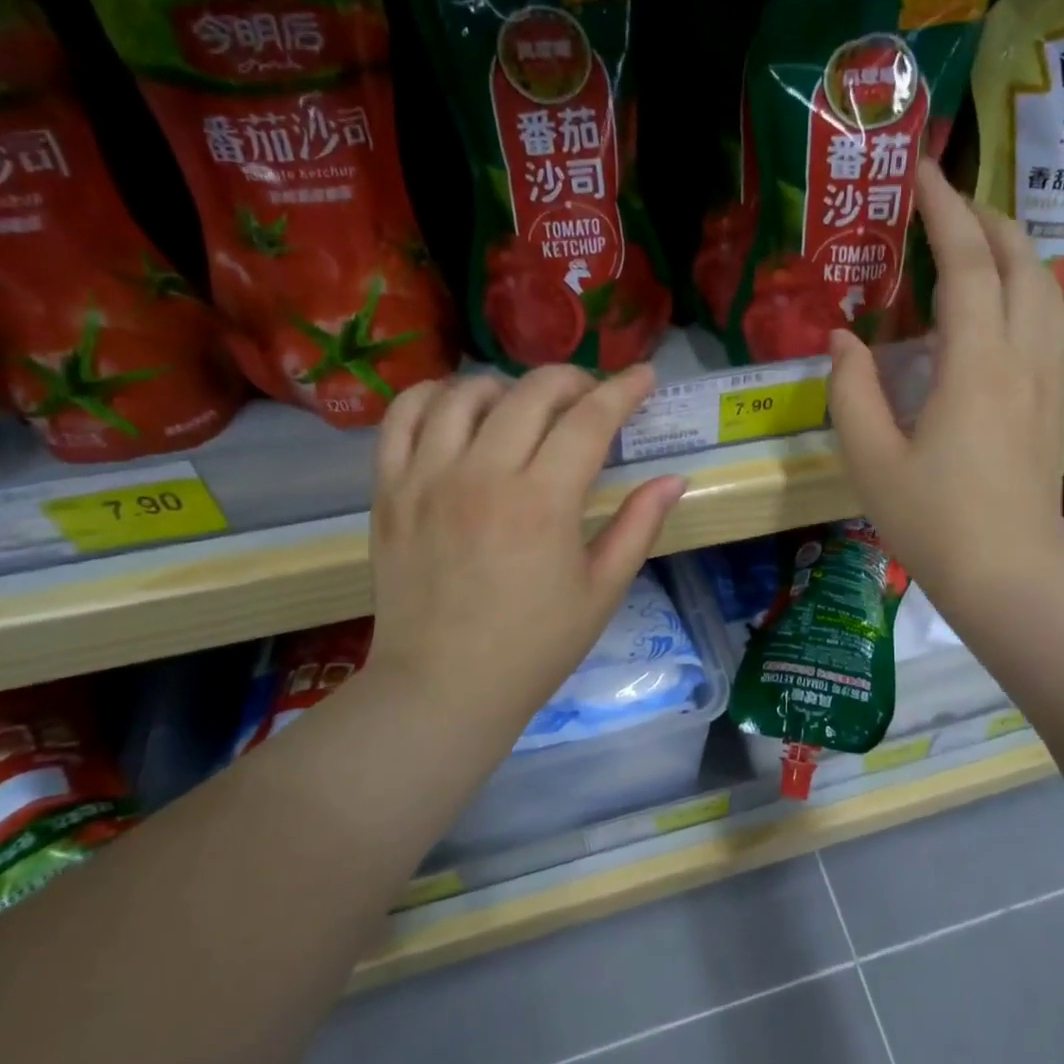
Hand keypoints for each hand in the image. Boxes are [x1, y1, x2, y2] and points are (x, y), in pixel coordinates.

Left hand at [364, 365, 686, 752]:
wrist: (443, 687)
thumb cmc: (535, 646)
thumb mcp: (602, 591)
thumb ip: (639, 526)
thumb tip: (674, 479)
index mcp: (543, 503)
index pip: (590, 420)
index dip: (624, 390)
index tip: (644, 376)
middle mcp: (482, 475)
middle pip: (532, 392)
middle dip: (573, 380)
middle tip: (592, 398)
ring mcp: (427, 477)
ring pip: (467, 392)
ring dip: (508, 387)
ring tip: (526, 409)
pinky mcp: (389, 489)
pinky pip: (404, 415)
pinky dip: (436, 396)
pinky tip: (461, 410)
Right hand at [827, 159, 1063, 611]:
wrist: (1010, 577)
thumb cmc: (933, 522)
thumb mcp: (871, 459)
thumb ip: (851, 391)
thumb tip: (842, 339)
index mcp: (975, 365)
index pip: (966, 263)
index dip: (943, 211)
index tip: (921, 173)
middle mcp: (1023, 358)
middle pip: (1021, 261)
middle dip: (986, 219)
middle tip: (945, 205)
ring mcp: (1048, 381)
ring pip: (1047, 289)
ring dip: (1014, 251)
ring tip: (975, 245)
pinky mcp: (1055, 405)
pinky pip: (1051, 322)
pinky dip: (1027, 289)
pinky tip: (1000, 305)